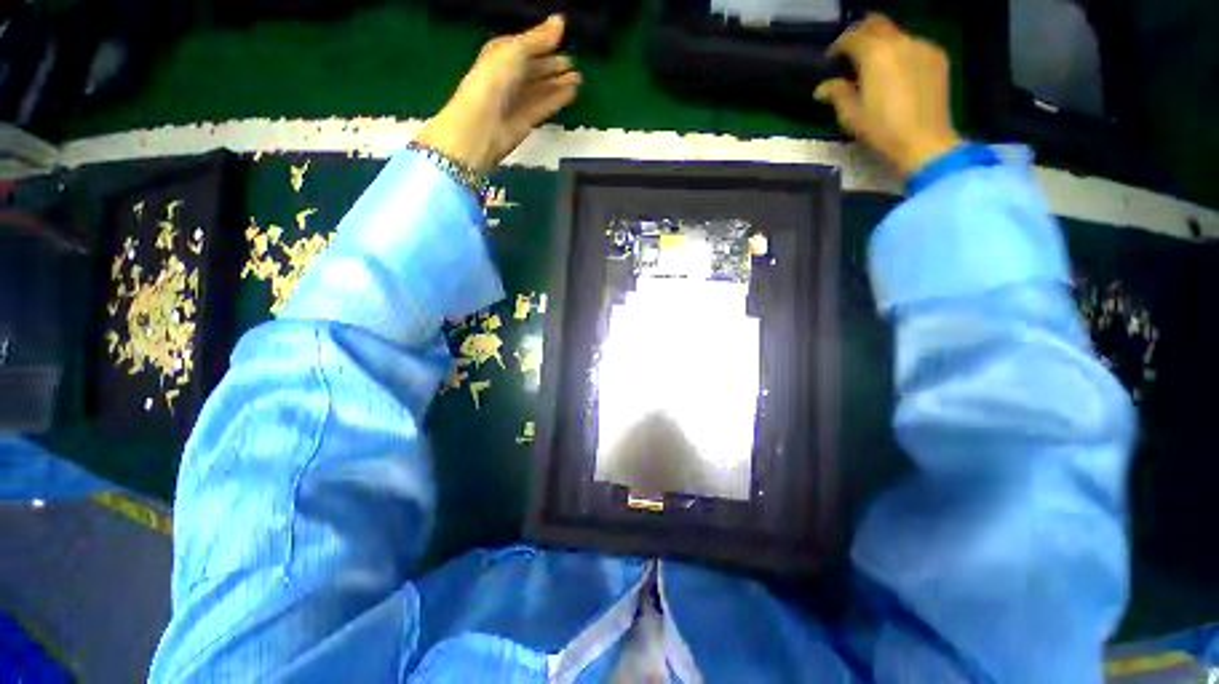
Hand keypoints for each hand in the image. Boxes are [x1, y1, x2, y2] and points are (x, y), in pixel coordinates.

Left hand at [416, 15, 580, 171]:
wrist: (484, 123)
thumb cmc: (495, 80)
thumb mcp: (516, 50)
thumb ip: (539, 38)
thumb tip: (561, 20)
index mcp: (501, 54)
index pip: (525, 46)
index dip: (542, 42)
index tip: (562, 39)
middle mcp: (509, 76)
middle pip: (534, 68)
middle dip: (552, 65)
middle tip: (573, 64)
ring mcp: (518, 99)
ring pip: (541, 88)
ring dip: (559, 83)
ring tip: (578, 79)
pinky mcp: (527, 119)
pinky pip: (545, 105)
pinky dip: (557, 99)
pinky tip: (571, 94)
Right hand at [814, 14, 961, 177]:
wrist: (925, 140)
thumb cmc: (882, 129)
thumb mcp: (852, 115)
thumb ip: (837, 94)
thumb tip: (822, 88)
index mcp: (875, 54)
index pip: (852, 37)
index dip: (838, 46)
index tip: (831, 59)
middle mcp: (900, 42)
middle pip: (877, 24)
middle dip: (861, 33)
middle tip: (852, 52)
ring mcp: (922, 46)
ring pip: (897, 34)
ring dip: (883, 44)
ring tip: (876, 66)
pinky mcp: (937, 57)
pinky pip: (914, 45)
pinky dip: (902, 53)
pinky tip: (898, 73)